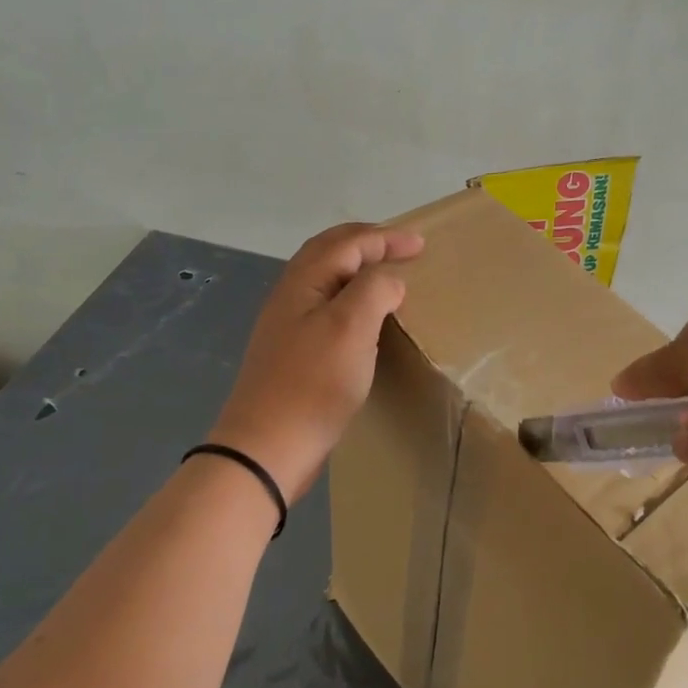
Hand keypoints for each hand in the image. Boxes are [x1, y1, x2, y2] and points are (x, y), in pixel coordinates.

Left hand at [207, 223, 423, 502]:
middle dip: (367, 242)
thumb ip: (374, 289)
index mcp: (304, 281)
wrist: (267, 448)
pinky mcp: (293, 351)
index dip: (385, 238)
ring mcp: (288, 324)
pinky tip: (362, 317)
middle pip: (330, 251)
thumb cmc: (313, 383)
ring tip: (385, 274)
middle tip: (401, 247)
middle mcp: (291, 295)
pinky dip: (350, 295)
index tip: (421, 244)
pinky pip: (326, 305)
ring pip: (325, 278)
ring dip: (356, 266)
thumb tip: (389, 280)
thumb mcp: (351, 327)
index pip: (348, 243)